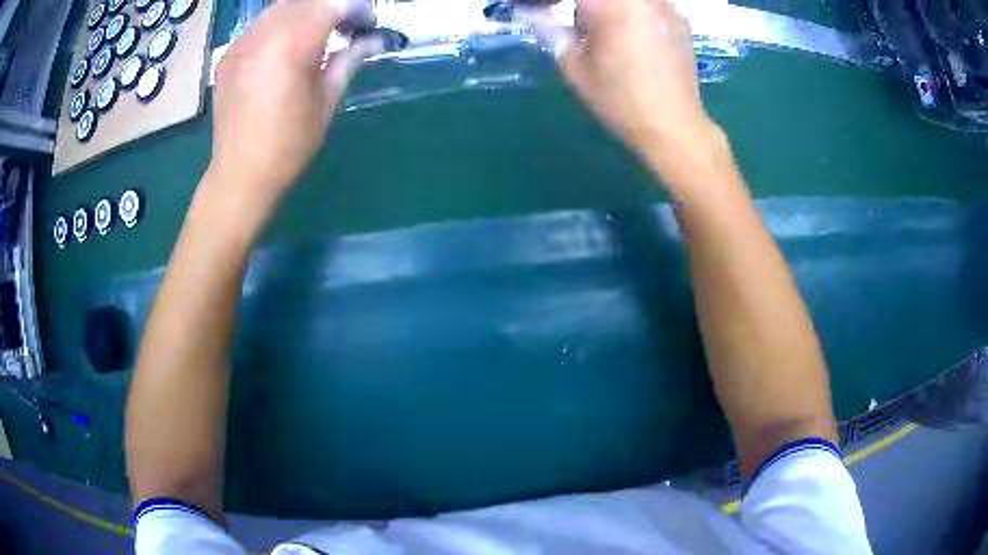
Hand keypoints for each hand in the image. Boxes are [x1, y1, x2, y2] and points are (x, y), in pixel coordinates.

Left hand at [210, 0, 380, 203]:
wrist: (240, 174)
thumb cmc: (289, 144)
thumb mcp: (327, 101)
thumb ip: (348, 59)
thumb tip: (372, 39)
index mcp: (291, 47)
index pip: (331, 5)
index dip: (355, 8)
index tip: (367, 22)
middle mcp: (263, 35)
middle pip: (305, 1)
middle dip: (331, 7)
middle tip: (346, 24)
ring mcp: (241, 43)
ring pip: (281, 7)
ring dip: (305, 11)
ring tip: (318, 31)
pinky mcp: (228, 54)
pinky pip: (260, 24)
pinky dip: (280, 23)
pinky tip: (288, 43)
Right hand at [518, 0, 719, 168]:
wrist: (674, 127)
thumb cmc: (619, 100)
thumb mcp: (574, 66)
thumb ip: (549, 29)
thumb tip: (530, 12)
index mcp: (610, 4)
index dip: (547, 0)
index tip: (537, 11)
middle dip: (578, 4)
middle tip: (567, 20)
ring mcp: (664, 5)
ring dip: (603, 5)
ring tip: (598, 30)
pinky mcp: (679, 19)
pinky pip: (645, 4)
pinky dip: (629, 11)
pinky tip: (630, 37)